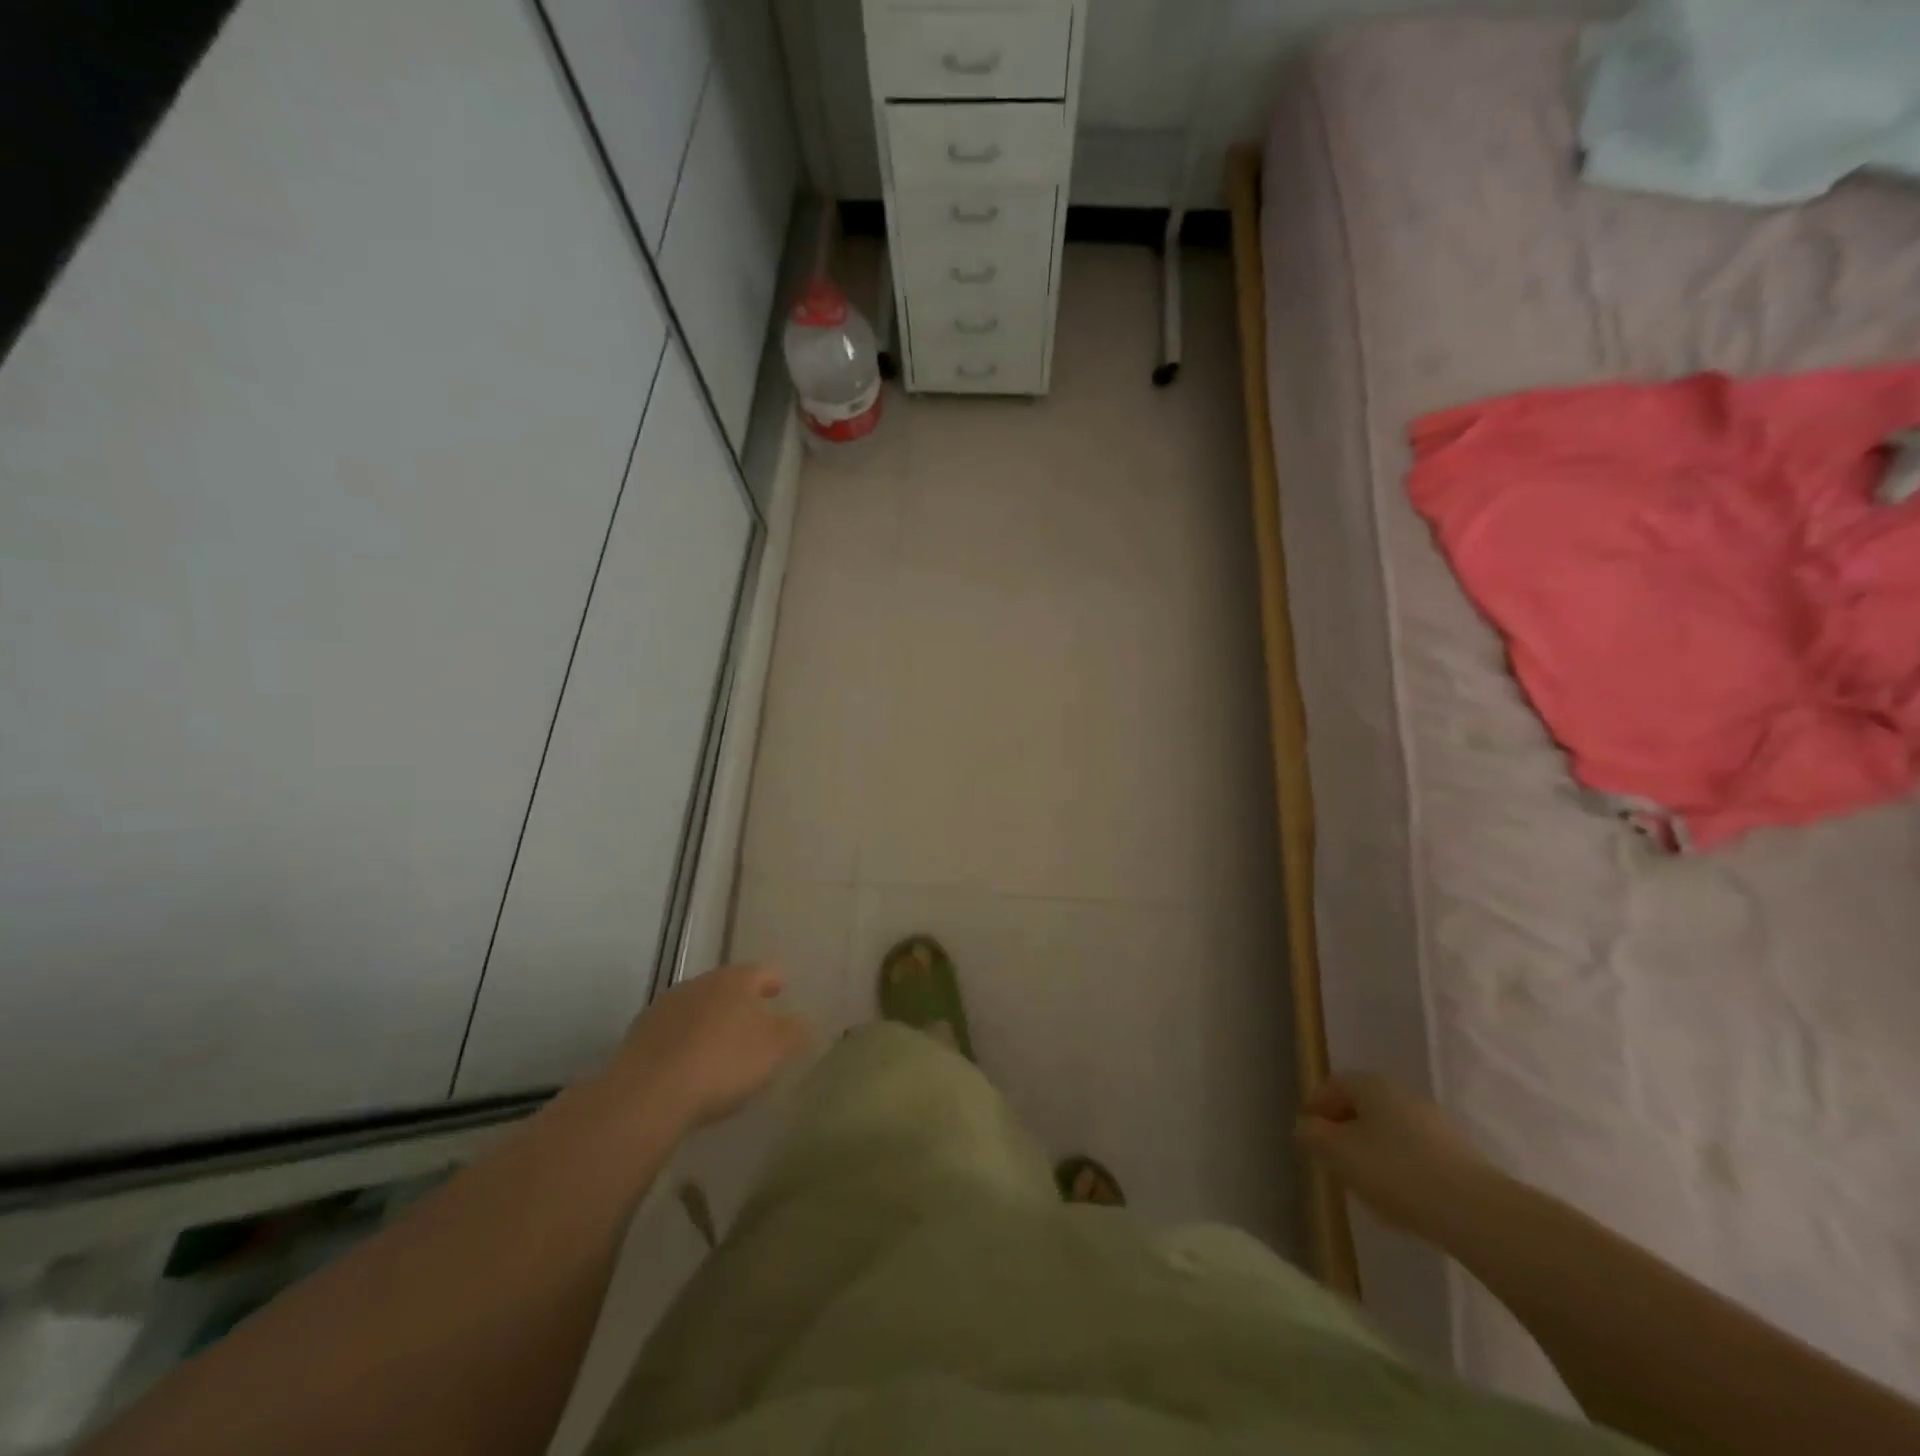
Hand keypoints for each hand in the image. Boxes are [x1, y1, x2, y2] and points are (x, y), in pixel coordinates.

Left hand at [614, 963, 814, 1131]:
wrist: (648, 1094)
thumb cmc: (723, 1063)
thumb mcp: (774, 1050)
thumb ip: (795, 1032)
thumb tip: (804, 1021)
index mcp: (736, 981)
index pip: (763, 971)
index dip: (775, 981)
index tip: (781, 991)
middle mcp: (701, 983)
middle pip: (727, 986)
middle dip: (741, 1001)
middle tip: (754, 1022)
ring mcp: (666, 1006)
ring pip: (698, 1006)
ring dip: (710, 1020)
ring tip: (720, 1046)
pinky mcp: (640, 1034)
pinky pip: (672, 1031)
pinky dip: (684, 1041)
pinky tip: (688, 1065)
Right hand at [1295, 1072, 1491, 1236]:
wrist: (1475, 1213)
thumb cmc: (1394, 1171)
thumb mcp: (1337, 1153)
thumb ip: (1312, 1136)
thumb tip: (1307, 1127)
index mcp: (1372, 1084)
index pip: (1333, 1085)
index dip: (1316, 1107)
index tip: (1308, 1136)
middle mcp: (1403, 1094)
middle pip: (1363, 1107)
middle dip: (1344, 1131)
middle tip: (1334, 1161)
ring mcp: (1435, 1125)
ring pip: (1389, 1132)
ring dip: (1372, 1152)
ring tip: (1366, 1187)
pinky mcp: (1458, 1156)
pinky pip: (1415, 1154)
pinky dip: (1400, 1170)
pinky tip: (1400, 1200)